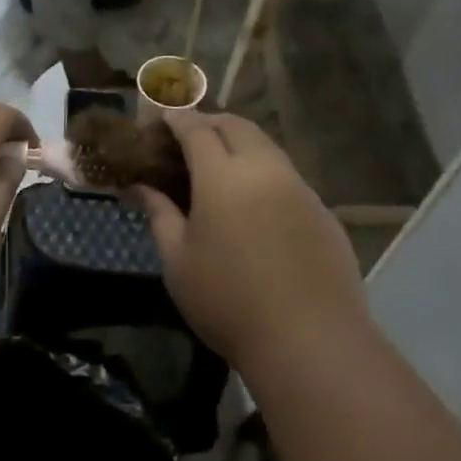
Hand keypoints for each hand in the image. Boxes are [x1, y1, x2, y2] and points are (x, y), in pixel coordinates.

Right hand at [134, 112, 367, 367]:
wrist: (309, 340)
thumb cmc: (228, 301)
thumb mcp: (178, 260)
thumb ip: (158, 214)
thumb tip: (138, 186)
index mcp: (223, 176)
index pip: (195, 128)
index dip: (174, 119)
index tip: (158, 120)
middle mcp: (265, 169)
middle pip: (236, 125)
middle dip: (207, 122)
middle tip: (185, 141)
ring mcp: (300, 188)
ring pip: (266, 147)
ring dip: (238, 144)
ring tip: (216, 170)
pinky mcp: (322, 211)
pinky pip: (286, 175)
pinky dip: (262, 172)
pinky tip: (252, 205)